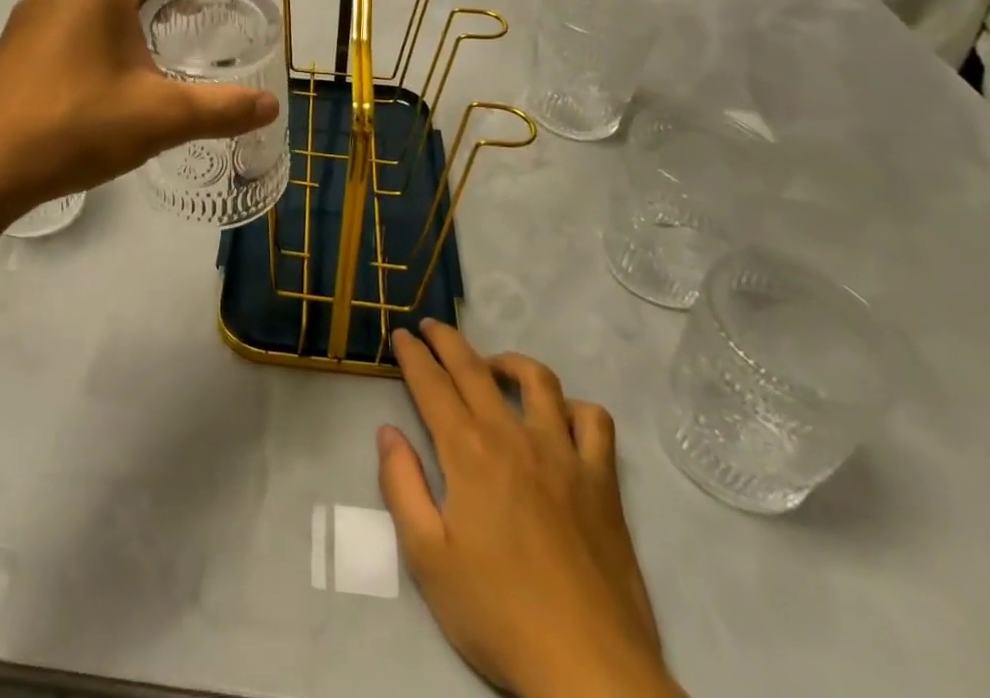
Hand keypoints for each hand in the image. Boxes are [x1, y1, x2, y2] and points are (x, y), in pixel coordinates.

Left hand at [0, 0, 280, 209]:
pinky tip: (115, 59)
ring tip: (166, 32)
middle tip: (207, 10)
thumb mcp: (160, 118)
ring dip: (140, 0)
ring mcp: (36, 3)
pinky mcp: (20, 31)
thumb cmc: (74, 126)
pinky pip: (78, 7)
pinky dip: (110, 18)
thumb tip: (271, 105)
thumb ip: (222, 109)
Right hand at [379, 323, 680, 697]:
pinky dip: (574, 408)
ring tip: (492, 367)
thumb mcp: (427, 558)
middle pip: (475, 369)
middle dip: (447, 340)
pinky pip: (594, 422)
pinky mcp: (601, 480)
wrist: (588, 668)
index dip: (412, 355)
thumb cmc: (498, 613)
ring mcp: (563, 453)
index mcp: (468, 452)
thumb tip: (388, 432)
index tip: (400, 335)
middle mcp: (513, 436)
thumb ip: (402, 486)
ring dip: (508, 361)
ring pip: (537, 380)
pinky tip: (559, 418)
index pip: (432, 384)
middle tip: (430, 326)